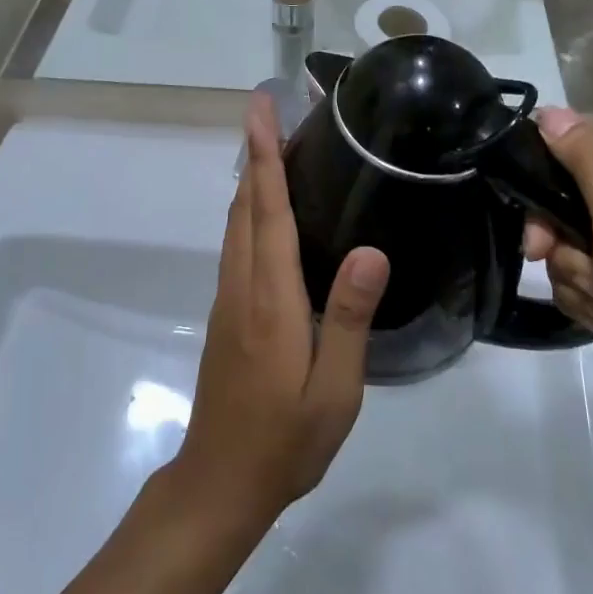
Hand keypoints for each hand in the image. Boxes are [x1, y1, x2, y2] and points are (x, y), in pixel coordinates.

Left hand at [170, 94, 391, 530]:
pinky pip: (237, 243)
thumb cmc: (285, 439)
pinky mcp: (227, 312)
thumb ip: (348, 316)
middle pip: (244, 205)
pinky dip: (249, 209)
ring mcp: (229, 298)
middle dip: (255, 152)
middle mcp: (242, 285)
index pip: (266, 211)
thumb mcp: (334, 389)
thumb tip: (371, 250)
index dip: (265, 156)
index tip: (260, 110)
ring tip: (273, 145)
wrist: (221, 483)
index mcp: (269, 297)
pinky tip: (268, 211)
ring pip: (235, 222)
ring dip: (250, 178)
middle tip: (271, 110)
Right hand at [523, 110, 592, 443]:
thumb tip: (550, 112)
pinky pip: (578, 272)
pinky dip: (581, 297)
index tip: (539, 240)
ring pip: (568, 244)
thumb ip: (591, 164)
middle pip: (570, 205)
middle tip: (580, 277)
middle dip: (565, 249)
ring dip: (573, 278)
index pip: (582, 163)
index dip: (551, 200)